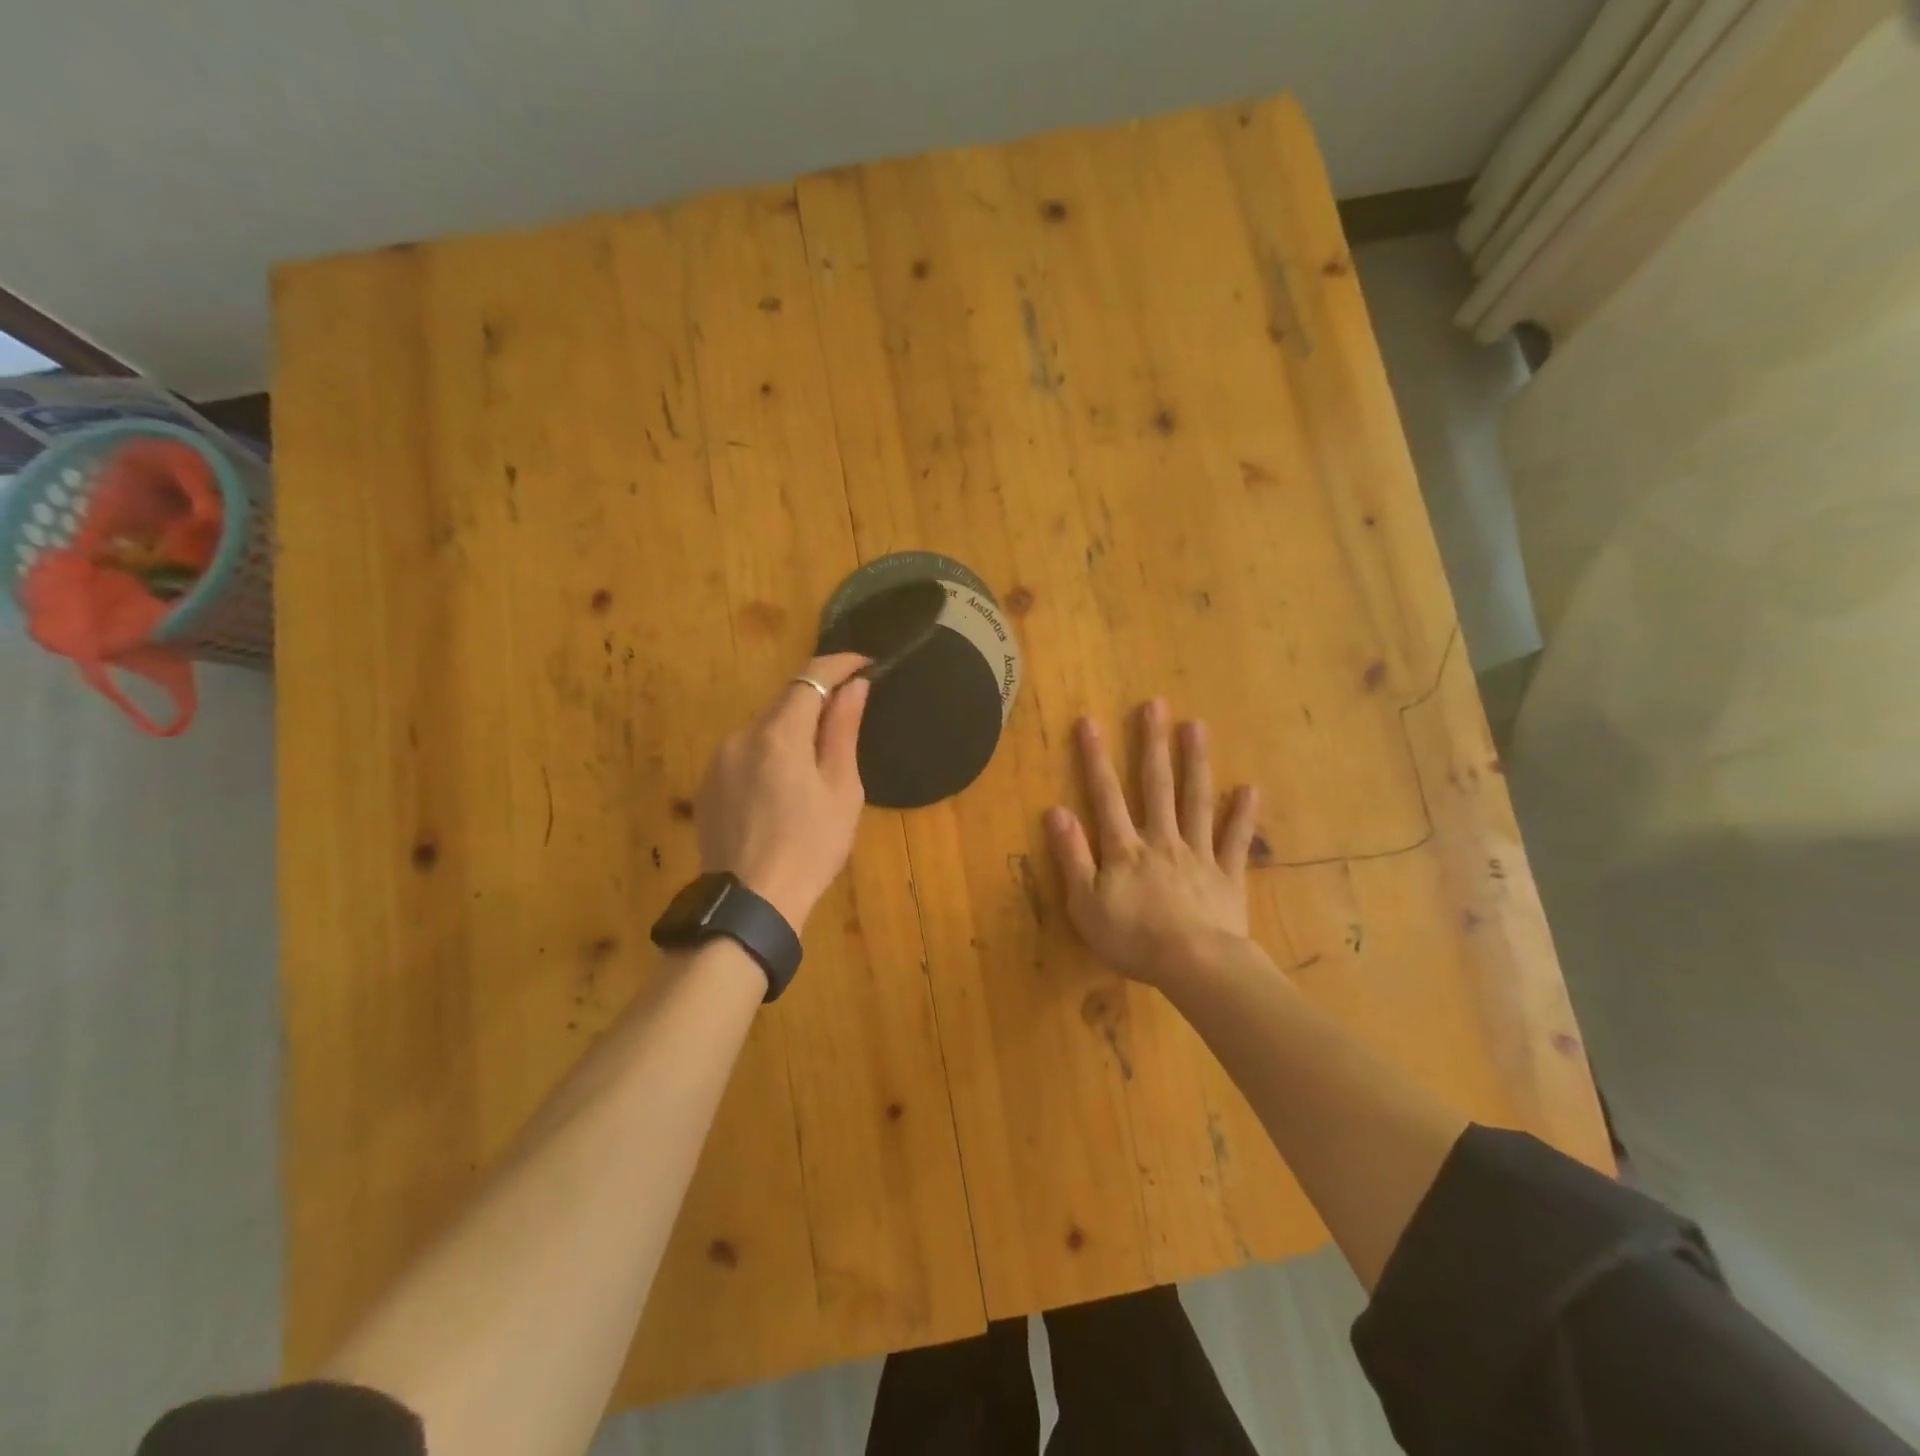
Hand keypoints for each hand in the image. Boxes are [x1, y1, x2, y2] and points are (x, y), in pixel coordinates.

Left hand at [696, 653, 870, 929]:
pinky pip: (745, 753)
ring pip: (763, 728)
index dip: (840, 663)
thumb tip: (854, 686)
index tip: (865, 663)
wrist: (751, 905)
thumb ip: (843, 731)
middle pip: (784, 701)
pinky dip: (769, 753)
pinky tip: (783, 789)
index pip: (810, 677)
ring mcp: (719, 761)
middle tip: (849, 717)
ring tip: (817, 764)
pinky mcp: (708, 785)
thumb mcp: (841, 790)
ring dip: (792, 730)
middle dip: (817, 700)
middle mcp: (741, 736)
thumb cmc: (810, 848)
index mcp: (778, 734)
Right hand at [1045, 698, 1259, 988]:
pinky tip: (1250, 789)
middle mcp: (1162, 840)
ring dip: (1196, 763)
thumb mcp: (1085, 904)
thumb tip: (1056, 811)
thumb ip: (1072, 856)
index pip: (1106, 796)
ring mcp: (1199, 855)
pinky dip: (1242, 815)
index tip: (1089, 721)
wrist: (1195, 966)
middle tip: (1155, 705)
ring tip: (1196, 726)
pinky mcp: (1228, 875)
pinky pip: (1235, 841)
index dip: (1095, 759)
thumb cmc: (1133, 939)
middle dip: (1153, 744)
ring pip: (1196, 801)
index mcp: (1125, 849)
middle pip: (1157, 786)